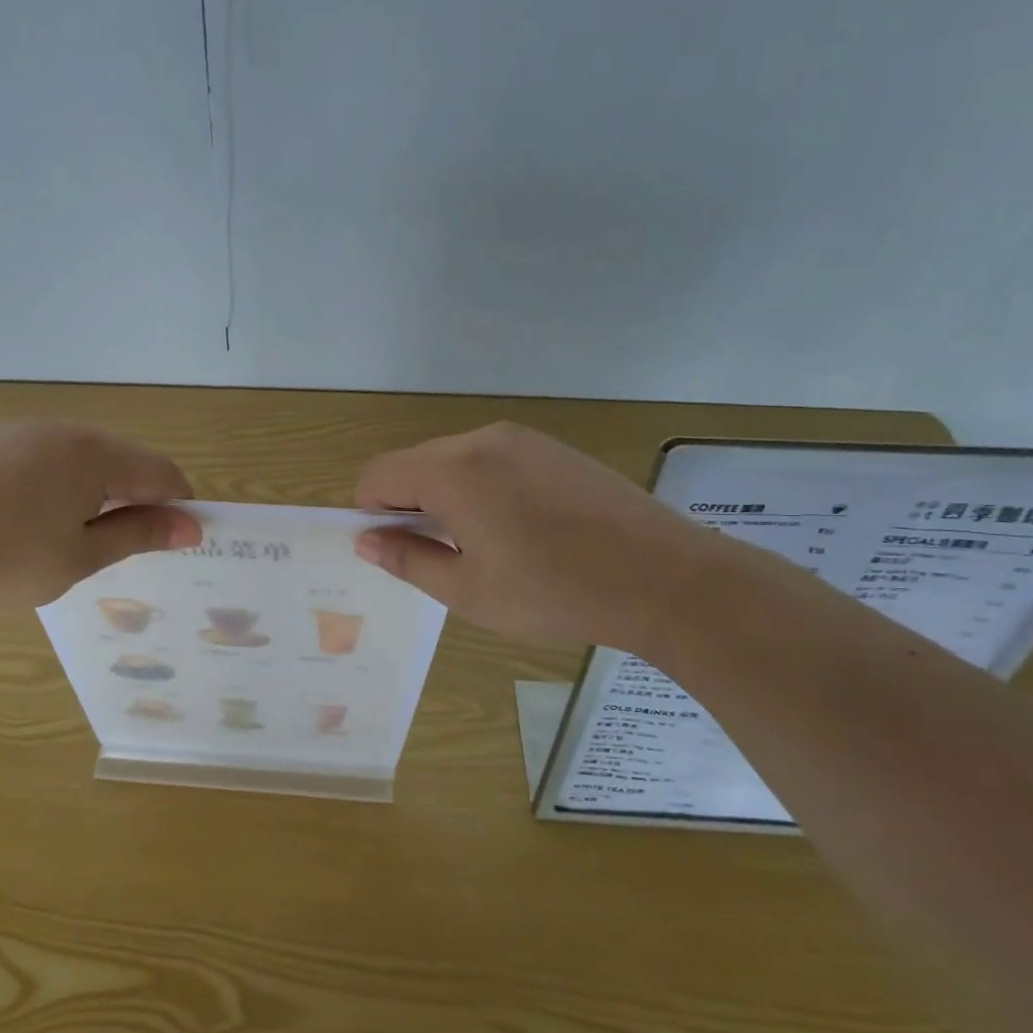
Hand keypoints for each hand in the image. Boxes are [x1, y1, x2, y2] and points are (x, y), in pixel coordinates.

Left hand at [0, 421, 201, 615]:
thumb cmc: (5, 563)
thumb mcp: (81, 556)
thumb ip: (139, 534)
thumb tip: (190, 527)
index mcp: (93, 454)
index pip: (159, 471)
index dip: (178, 503)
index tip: (182, 537)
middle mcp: (61, 429)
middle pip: (121, 457)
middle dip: (136, 494)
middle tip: (128, 541)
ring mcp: (18, 431)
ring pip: (79, 454)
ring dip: (95, 486)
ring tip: (77, 532)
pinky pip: (40, 455)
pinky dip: (55, 480)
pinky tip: (31, 516)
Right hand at [352, 422, 726, 653]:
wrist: (666, 578)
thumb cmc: (554, 592)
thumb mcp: (467, 590)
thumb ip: (408, 559)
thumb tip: (367, 540)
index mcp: (451, 471)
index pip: (378, 475)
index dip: (370, 513)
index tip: (395, 550)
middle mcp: (481, 440)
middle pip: (414, 464)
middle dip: (409, 505)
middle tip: (439, 555)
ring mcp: (522, 439)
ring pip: (454, 460)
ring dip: (446, 496)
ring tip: (484, 546)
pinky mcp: (553, 448)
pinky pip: (492, 460)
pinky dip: (482, 488)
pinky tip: (519, 529)